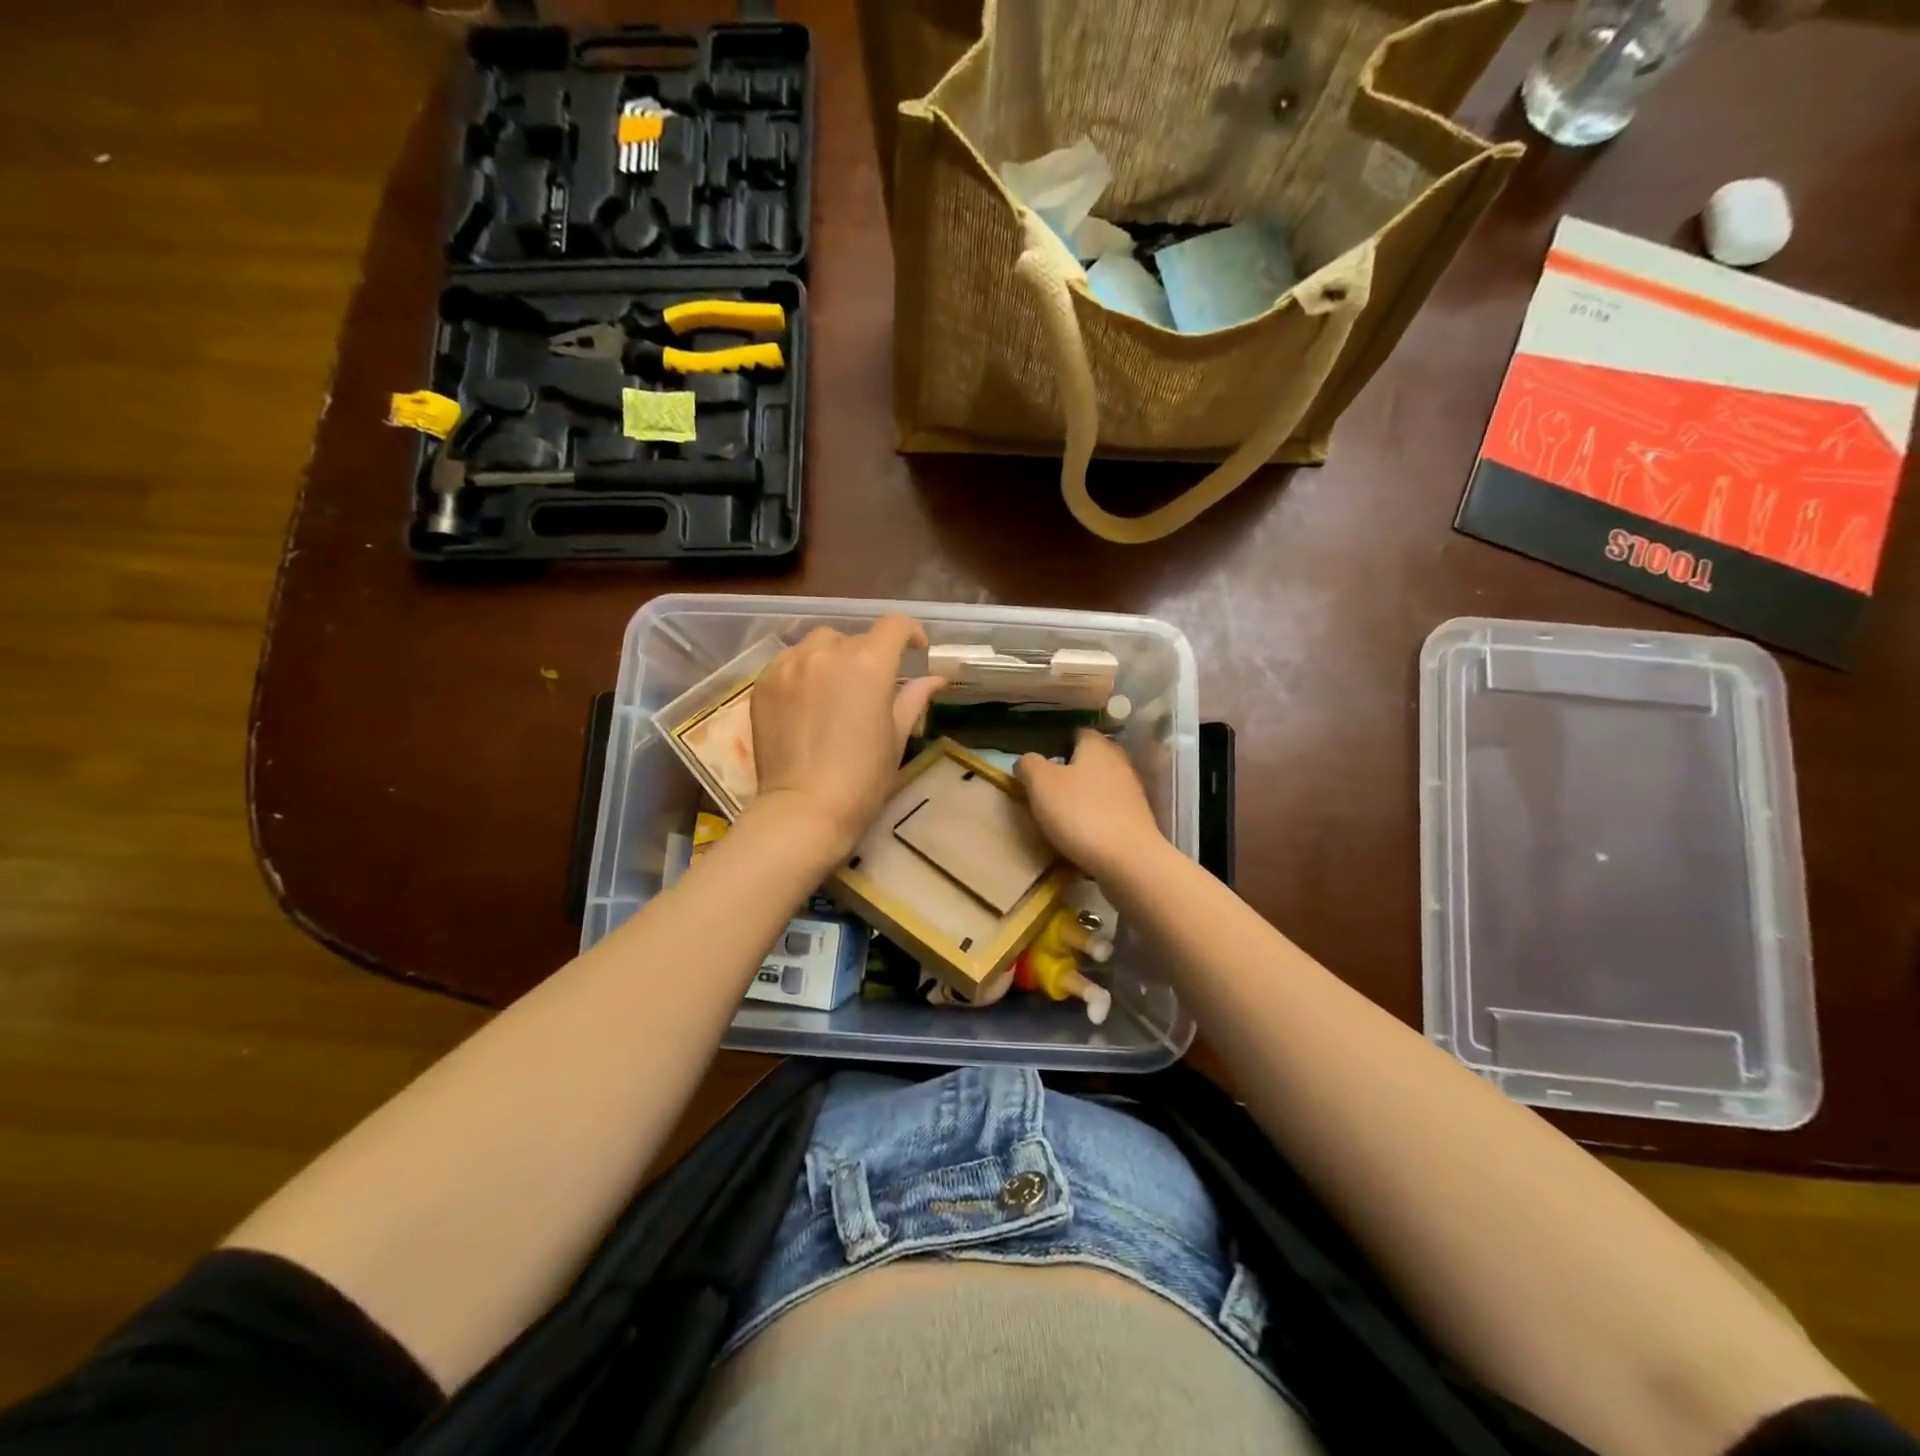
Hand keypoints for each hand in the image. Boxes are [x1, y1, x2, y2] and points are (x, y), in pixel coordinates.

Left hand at [746, 615, 944, 860]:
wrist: (804, 808)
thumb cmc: (862, 778)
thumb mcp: (896, 737)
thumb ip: (913, 698)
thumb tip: (934, 678)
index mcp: (869, 663)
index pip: (894, 625)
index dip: (909, 632)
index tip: (914, 651)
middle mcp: (828, 652)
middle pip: (855, 638)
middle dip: (870, 655)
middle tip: (871, 688)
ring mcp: (791, 664)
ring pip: (818, 643)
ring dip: (833, 657)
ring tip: (835, 688)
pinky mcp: (765, 682)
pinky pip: (790, 661)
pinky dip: (804, 671)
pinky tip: (806, 701)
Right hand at [1017, 730, 1166, 882]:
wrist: (1128, 860)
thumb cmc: (1080, 813)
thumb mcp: (1041, 784)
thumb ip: (1029, 765)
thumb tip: (1027, 761)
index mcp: (1097, 745)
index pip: (1076, 732)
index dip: (1056, 743)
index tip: (1040, 763)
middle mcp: (1119, 760)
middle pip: (1090, 758)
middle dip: (1069, 770)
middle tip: (1046, 788)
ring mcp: (1132, 790)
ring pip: (1100, 784)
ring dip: (1082, 794)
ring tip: (1060, 813)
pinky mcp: (1137, 818)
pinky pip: (1109, 809)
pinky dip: (1095, 815)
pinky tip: (1081, 832)